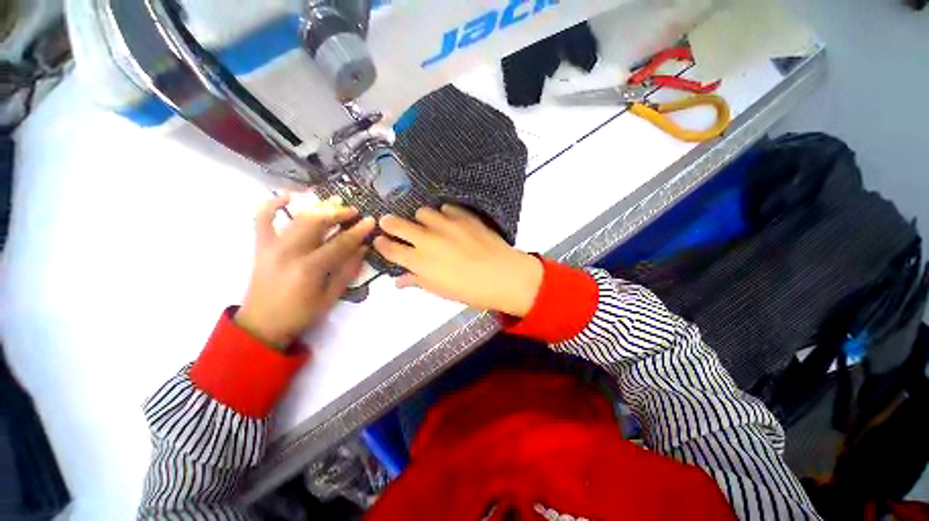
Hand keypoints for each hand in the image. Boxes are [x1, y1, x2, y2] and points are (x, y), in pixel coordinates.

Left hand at [235, 195, 375, 347]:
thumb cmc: (301, 314)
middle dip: (338, 213)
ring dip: (318, 207)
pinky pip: (262, 219)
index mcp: (309, 268)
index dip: (358, 231)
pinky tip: (288, 196)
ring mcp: (272, 246)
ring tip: (334, 201)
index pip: (339, 243)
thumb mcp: (331, 296)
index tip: (370, 220)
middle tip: (353, 210)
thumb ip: (347, 270)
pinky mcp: (261, 246)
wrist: (262, 324)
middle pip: (316, 223)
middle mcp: (289, 252)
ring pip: (296, 217)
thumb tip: (363, 249)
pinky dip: (272, 204)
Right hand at [372, 204, 542, 316]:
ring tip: (427, 225)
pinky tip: (450, 221)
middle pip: (397, 224)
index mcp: (420, 261)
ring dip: (421, 219)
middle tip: (388, 223)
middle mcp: (427, 239)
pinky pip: (446, 208)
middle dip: (389, 223)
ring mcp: (446, 224)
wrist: (502, 275)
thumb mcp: (440, 291)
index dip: (380, 244)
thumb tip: (398, 280)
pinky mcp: (463, 216)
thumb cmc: (470, 290)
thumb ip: (417, 281)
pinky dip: (444, 214)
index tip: (379, 240)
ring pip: (422, 212)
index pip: (390, 249)